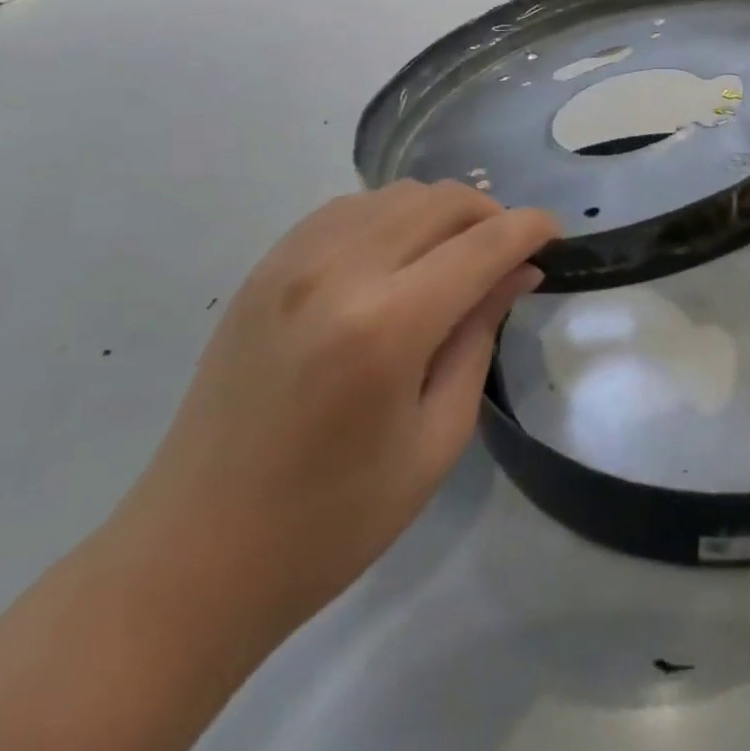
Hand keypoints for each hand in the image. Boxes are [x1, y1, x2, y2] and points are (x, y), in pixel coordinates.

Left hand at [103, 181, 560, 654]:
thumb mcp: (435, 439)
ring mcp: (292, 261)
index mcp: (387, 325)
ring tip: (455, 258)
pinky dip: (389, 218)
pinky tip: (395, 260)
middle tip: (508, 257)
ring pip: (394, 194)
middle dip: (490, 215)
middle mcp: (338, 270)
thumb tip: (520, 271)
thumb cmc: (333, 519)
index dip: (530, 230)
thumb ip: (480, 336)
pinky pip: (347, 209)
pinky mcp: (265, 267)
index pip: (483, 243)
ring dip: (440, 213)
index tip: (556, 237)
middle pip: (440, 200)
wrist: (194, 556)